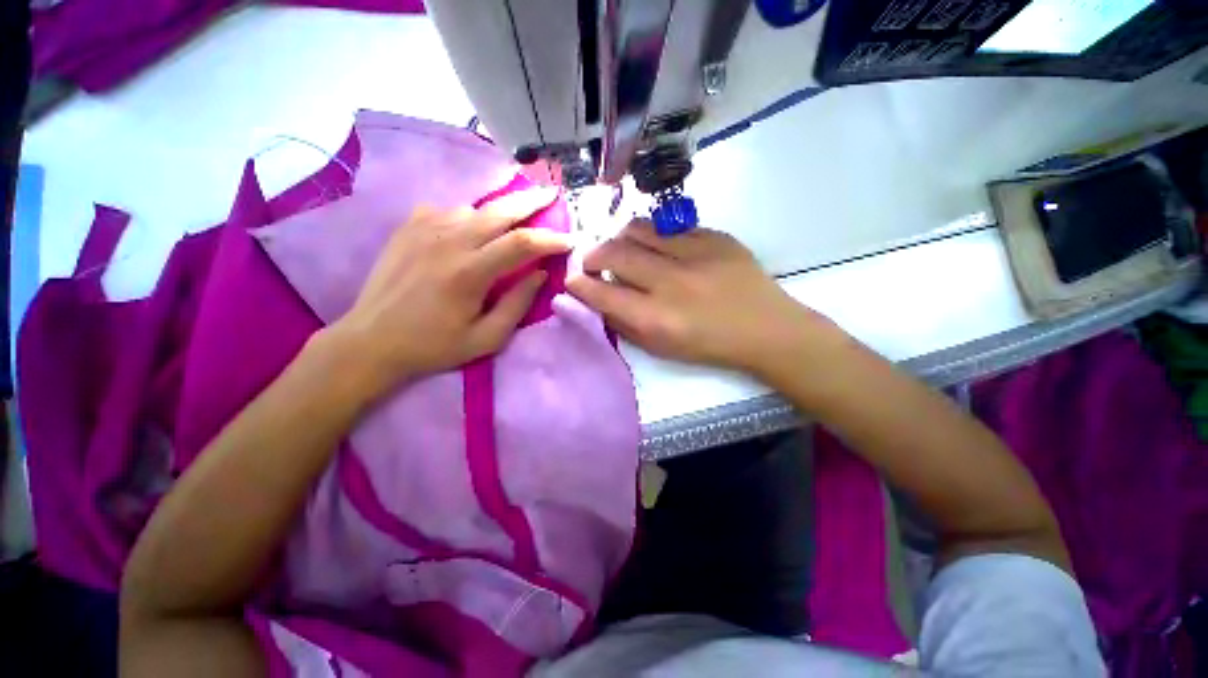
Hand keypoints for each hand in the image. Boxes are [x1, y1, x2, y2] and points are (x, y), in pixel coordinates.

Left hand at [328, 187, 570, 396]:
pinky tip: (468, 229)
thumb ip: (517, 305)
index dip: (550, 239)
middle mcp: (449, 241)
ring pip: (474, 208)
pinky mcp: (407, 228)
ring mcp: (424, 229)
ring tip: (512, 220)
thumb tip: (539, 274)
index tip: (569, 240)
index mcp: (470, 272)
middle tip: (550, 193)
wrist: (371, 341)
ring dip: (498, 213)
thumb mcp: (486, 339)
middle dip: (530, 201)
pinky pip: (446, 210)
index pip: (522, 244)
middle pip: (500, 211)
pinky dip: (466, 216)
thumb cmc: (434, 346)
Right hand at [566, 221, 838, 376]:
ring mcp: (694, 254)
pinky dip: (653, 235)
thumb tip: (599, 301)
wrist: (765, 329)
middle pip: (614, 254)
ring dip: (619, 238)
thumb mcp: (661, 348)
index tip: (572, 279)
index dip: (579, 284)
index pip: (602, 293)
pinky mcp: (714, 237)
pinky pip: (669, 226)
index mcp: (656, 318)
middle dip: (593, 255)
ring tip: (621, 248)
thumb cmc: (709, 346)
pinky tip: (657, 246)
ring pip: (638, 230)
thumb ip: (625, 324)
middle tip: (592, 261)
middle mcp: (670, 282)